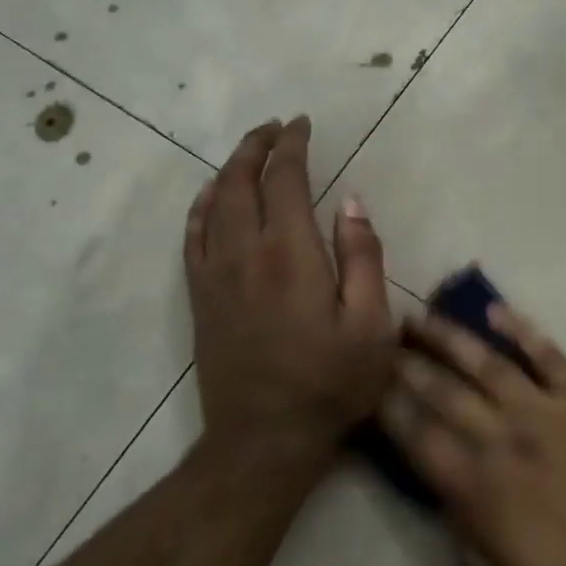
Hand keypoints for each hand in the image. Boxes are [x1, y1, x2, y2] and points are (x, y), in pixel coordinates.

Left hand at [186, 116, 396, 461]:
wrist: (264, 441)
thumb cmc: (331, 383)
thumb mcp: (372, 325)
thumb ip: (363, 257)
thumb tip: (351, 202)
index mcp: (290, 254)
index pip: (286, 180)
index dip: (293, 146)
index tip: (302, 124)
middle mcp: (245, 253)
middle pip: (242, 182)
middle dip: (257, 146)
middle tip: (275, 127)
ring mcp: (215, 275)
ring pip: (214, 203)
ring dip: (230, 169)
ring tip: (249, 150)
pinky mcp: (201, 298)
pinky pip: (193, 237)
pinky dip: (201, 207)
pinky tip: (210, 196)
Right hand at [380, 306, 565, 565]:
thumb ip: (473, 559)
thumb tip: (449, 513)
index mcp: (484, 492)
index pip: (421, 441)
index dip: (389, 411)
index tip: (365, 385)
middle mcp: (507, 438)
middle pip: (445, 393)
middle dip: (407, 366)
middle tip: (380, 340)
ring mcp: (549, 409)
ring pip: (487, 362)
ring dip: (450, 337)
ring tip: (421, 316)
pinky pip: (547, 353)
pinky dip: (520, 328)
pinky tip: (496, 310)